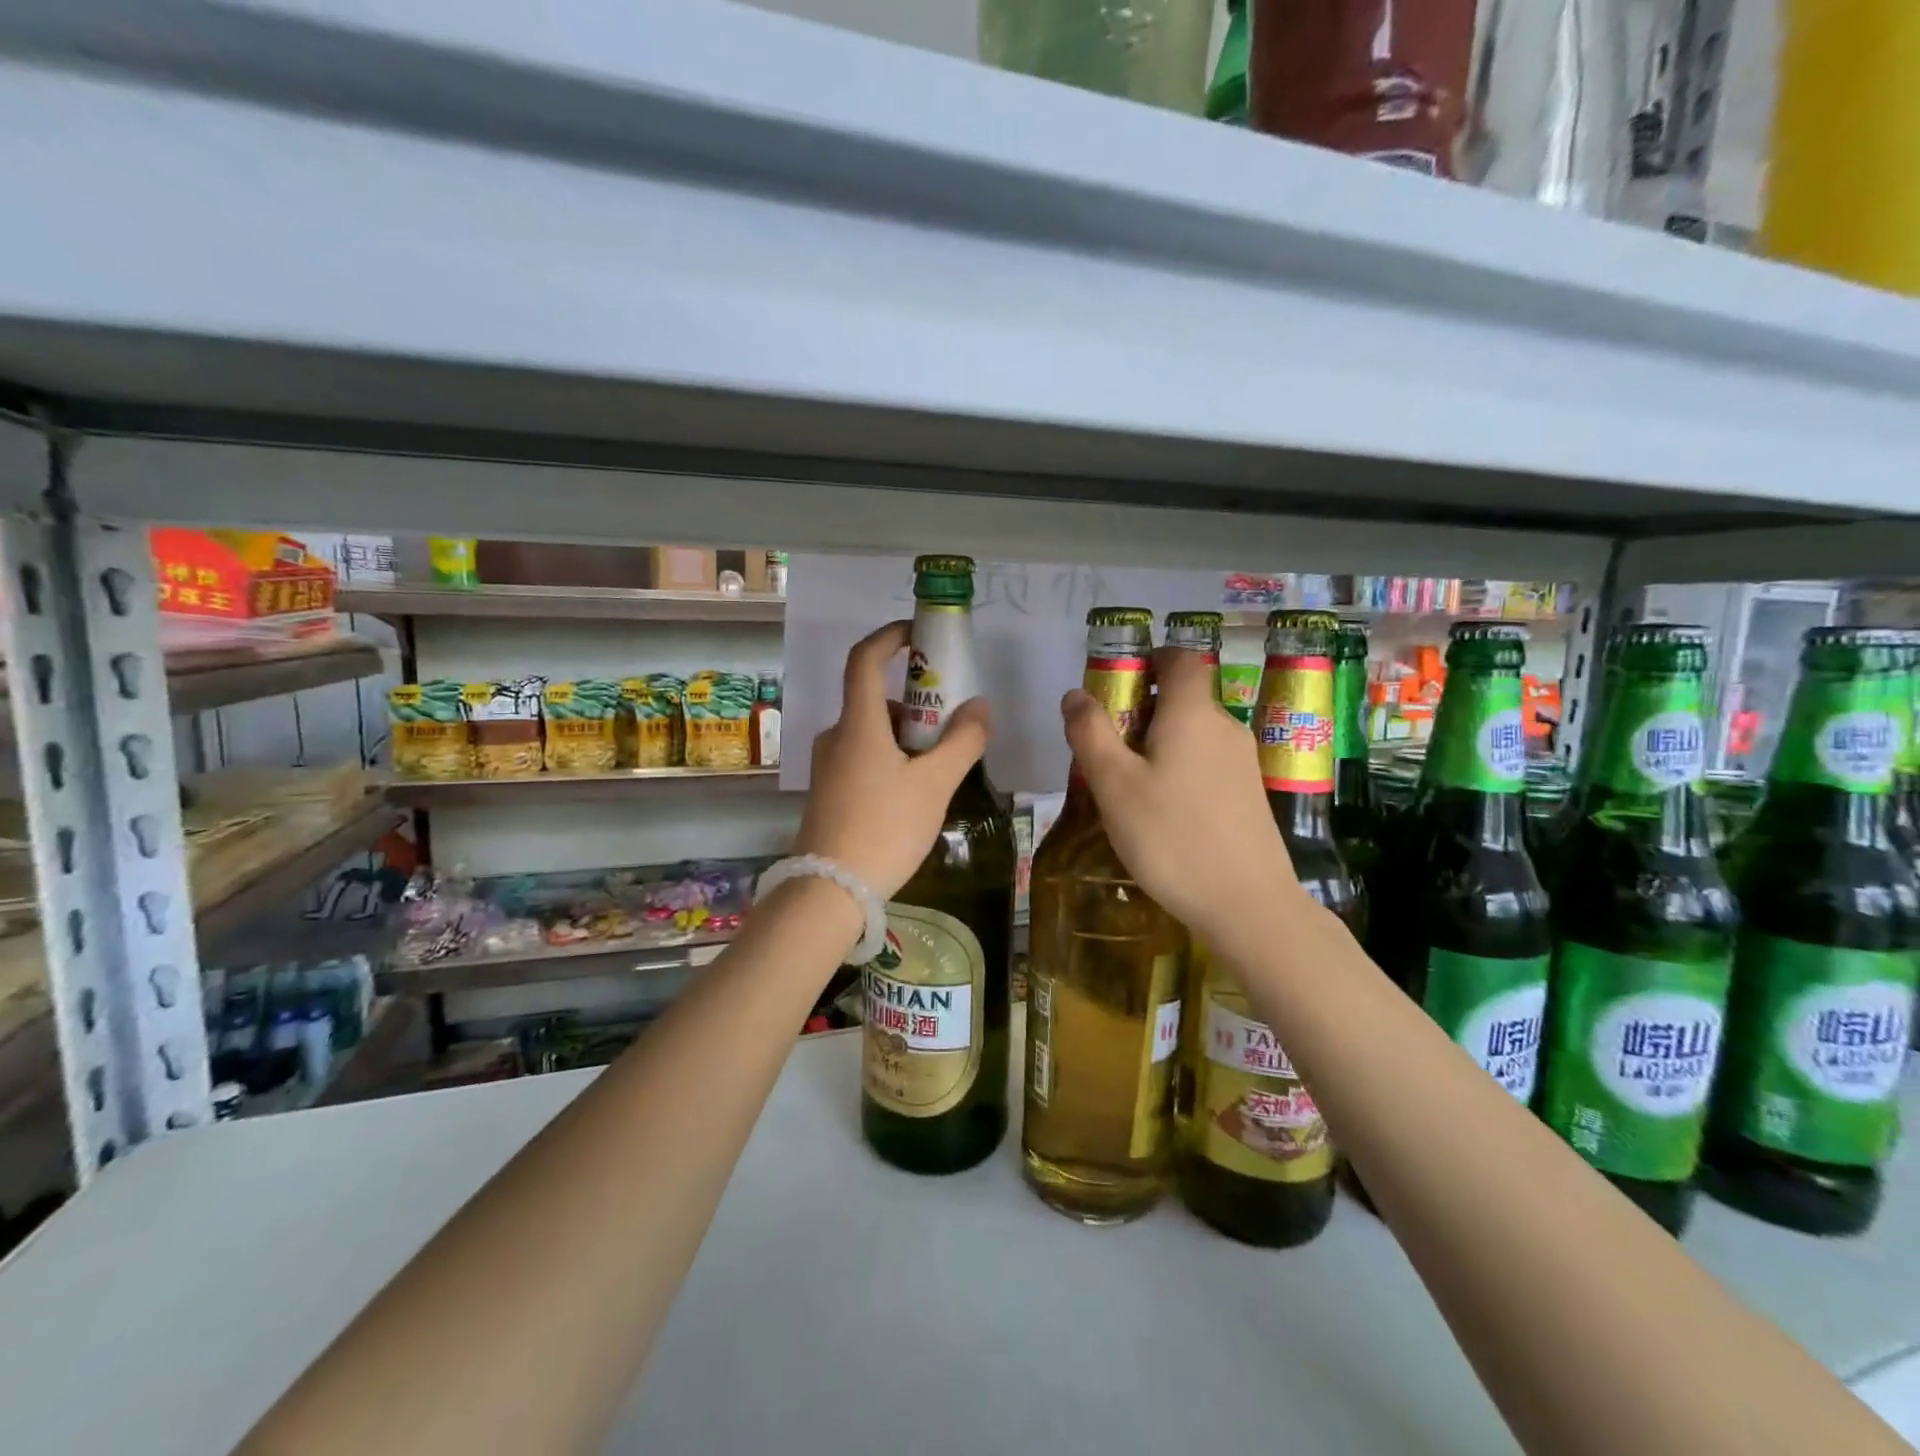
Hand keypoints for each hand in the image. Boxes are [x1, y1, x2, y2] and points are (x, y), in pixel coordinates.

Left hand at [794, 621, 990, 900]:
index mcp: (857, 724)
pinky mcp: (828, 791)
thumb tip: (979, 707)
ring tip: (938, 775)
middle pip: (876, 701)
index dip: (890, 636)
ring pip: (873, 734)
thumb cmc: (885, 829)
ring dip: (907, 740)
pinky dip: (892, 761)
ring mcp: (828, 765)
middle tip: (951, 733)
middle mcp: (836, 736)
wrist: (829, 892)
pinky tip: (913, 798)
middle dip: (917, 707)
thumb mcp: (934, 785)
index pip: (865, 658)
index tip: (920, 635)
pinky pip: (864, 758)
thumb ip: (963, 741)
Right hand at [1061, 646, 1301, 938]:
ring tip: (1127, 787)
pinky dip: (1179, 768)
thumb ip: (1091, 733)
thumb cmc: (1171, 837)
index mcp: (1193, 713)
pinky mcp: (1248, 794)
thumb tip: (1075, 694)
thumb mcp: (1114, 785)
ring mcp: (1242, 762)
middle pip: (1182, 697)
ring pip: (1193, 733)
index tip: (1116, 686)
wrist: (1246, 905)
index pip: (1180, 658)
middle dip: (1141, 711)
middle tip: (1106, 750)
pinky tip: (1161, 812)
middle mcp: (1224, 727)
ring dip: (1158, 744)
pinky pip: (1206, 762)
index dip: (1149, 659)